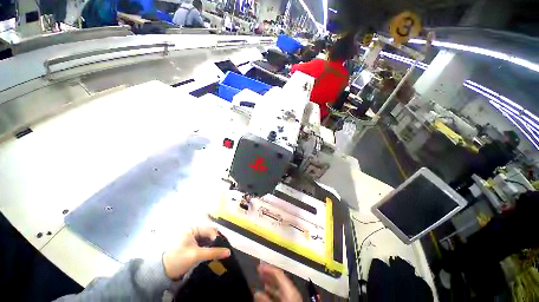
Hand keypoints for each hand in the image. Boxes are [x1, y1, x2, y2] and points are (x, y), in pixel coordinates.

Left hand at [162, 226, 229, 279]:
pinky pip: (203, 240)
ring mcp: (192, 233)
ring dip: (212, 243)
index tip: (224, 246)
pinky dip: (208, 245)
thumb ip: (213, 253)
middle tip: (223, 248)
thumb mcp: (197, 256)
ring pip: (207, 236)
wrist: (163, 271)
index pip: (210, 228)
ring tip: (218, 250)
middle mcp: (193, 227)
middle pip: (209, 231)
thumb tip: (228, 252)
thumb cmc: (178, 259)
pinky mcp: (192, 239)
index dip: (217, 237)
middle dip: (215, 240)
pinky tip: (212, 250)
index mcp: (192, 226)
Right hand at [255, 264, 300, 301]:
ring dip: (270, 284)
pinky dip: (273, 293)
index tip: (259, 267)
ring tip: (261, 282)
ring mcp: (292, 298)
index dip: (268, 268)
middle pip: (279, 279)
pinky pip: (281, 295)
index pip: (278, 273)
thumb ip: (266, 300)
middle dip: (268, 275)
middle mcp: (292, 291)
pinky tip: (266, 295)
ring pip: (280, 287)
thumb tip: (257, 293)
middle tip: (259, 272)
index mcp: (289, 289)